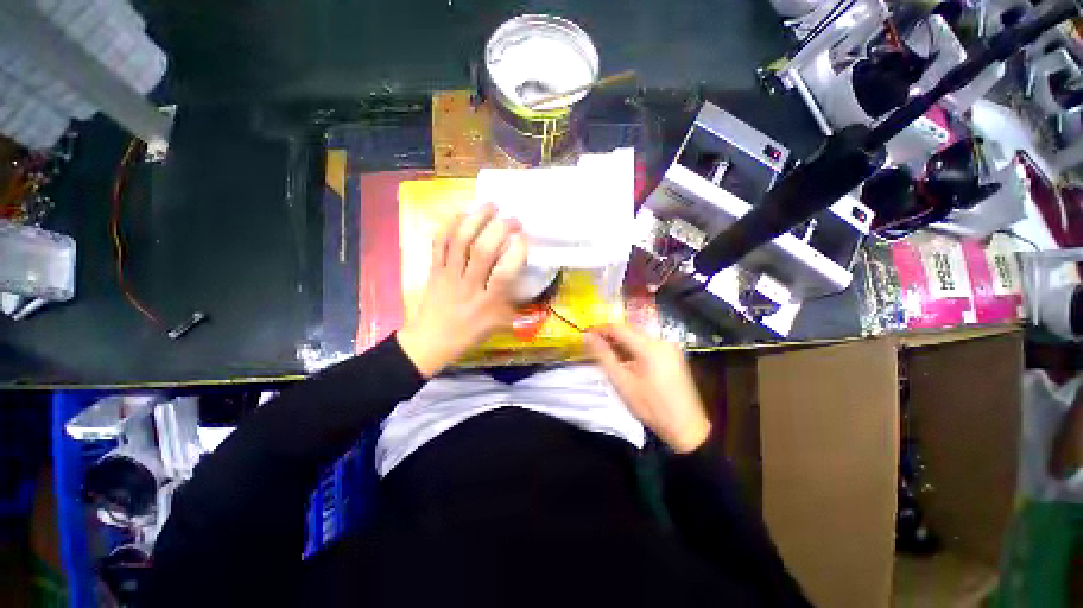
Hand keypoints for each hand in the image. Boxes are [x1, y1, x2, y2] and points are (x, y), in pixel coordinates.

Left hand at [397, 204, 527, 377]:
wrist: (431, 340)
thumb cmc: (470, 333)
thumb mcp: (500, 324)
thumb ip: (516, 303)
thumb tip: (530, 281)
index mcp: (488, 302)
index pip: (504, 273)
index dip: (517, 251)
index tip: (524, 237)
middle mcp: (469, 285)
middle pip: (482, 250)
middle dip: (500, 228)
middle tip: (513, 219)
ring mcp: (448, 275)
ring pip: (460, 241)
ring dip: (476, 218)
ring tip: (491, 205)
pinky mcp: (434, 269)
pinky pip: (439, 242)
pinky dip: (450, 223)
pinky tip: (463, 212)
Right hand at [586, 324, 711, 452]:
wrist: (686, 427)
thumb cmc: (650, 407)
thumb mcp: (622, 382)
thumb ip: (604, 356)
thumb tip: (589, 337)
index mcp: (649, 347)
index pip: (619, 328)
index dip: (600, 329)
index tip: (585, 333)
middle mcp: (661, 341)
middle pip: (630, 330)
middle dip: (610, 335)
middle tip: (593, 344)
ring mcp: (669, 347)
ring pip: (638, 337)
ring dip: (621, 342)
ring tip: (605, 352)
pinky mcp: (672, 355)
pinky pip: (648, 345)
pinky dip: (633, 348)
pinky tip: (624, 359)